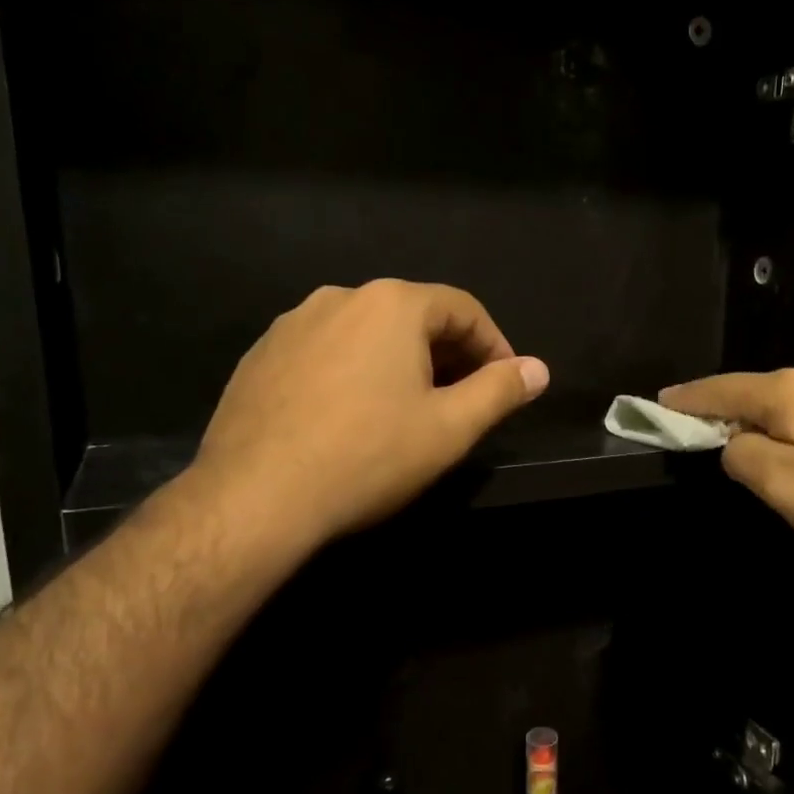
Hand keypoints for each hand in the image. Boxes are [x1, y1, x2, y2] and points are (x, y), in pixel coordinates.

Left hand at [192, 280, 548, 546]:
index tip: (506, 383)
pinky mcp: (259, 356)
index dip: (494, 344)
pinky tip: (349, 417)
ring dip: (398, 362)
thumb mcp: (449, 429)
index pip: (462, 308)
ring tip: (407, 410)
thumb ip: (499, 391)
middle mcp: (339, 297)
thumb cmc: (368, 457)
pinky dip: (351, 373)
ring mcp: (291, 324)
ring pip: (365, 334)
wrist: (255, 496)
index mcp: (391, 304)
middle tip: (463, 400)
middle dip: (448, 353)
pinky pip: (324, 353)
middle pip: (412, 316)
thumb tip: (538, 369)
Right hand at [659, 368, 793, 560]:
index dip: (688, 398)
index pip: (721, 389)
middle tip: (698, 428)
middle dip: (724, 408)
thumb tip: (734, 444)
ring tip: (747, 443)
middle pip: (755, 391)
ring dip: (761, 420)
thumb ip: (741, 457)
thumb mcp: (779, 482)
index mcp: (787, 391)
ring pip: (788, 403)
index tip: (661, 400)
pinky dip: (792, 428)